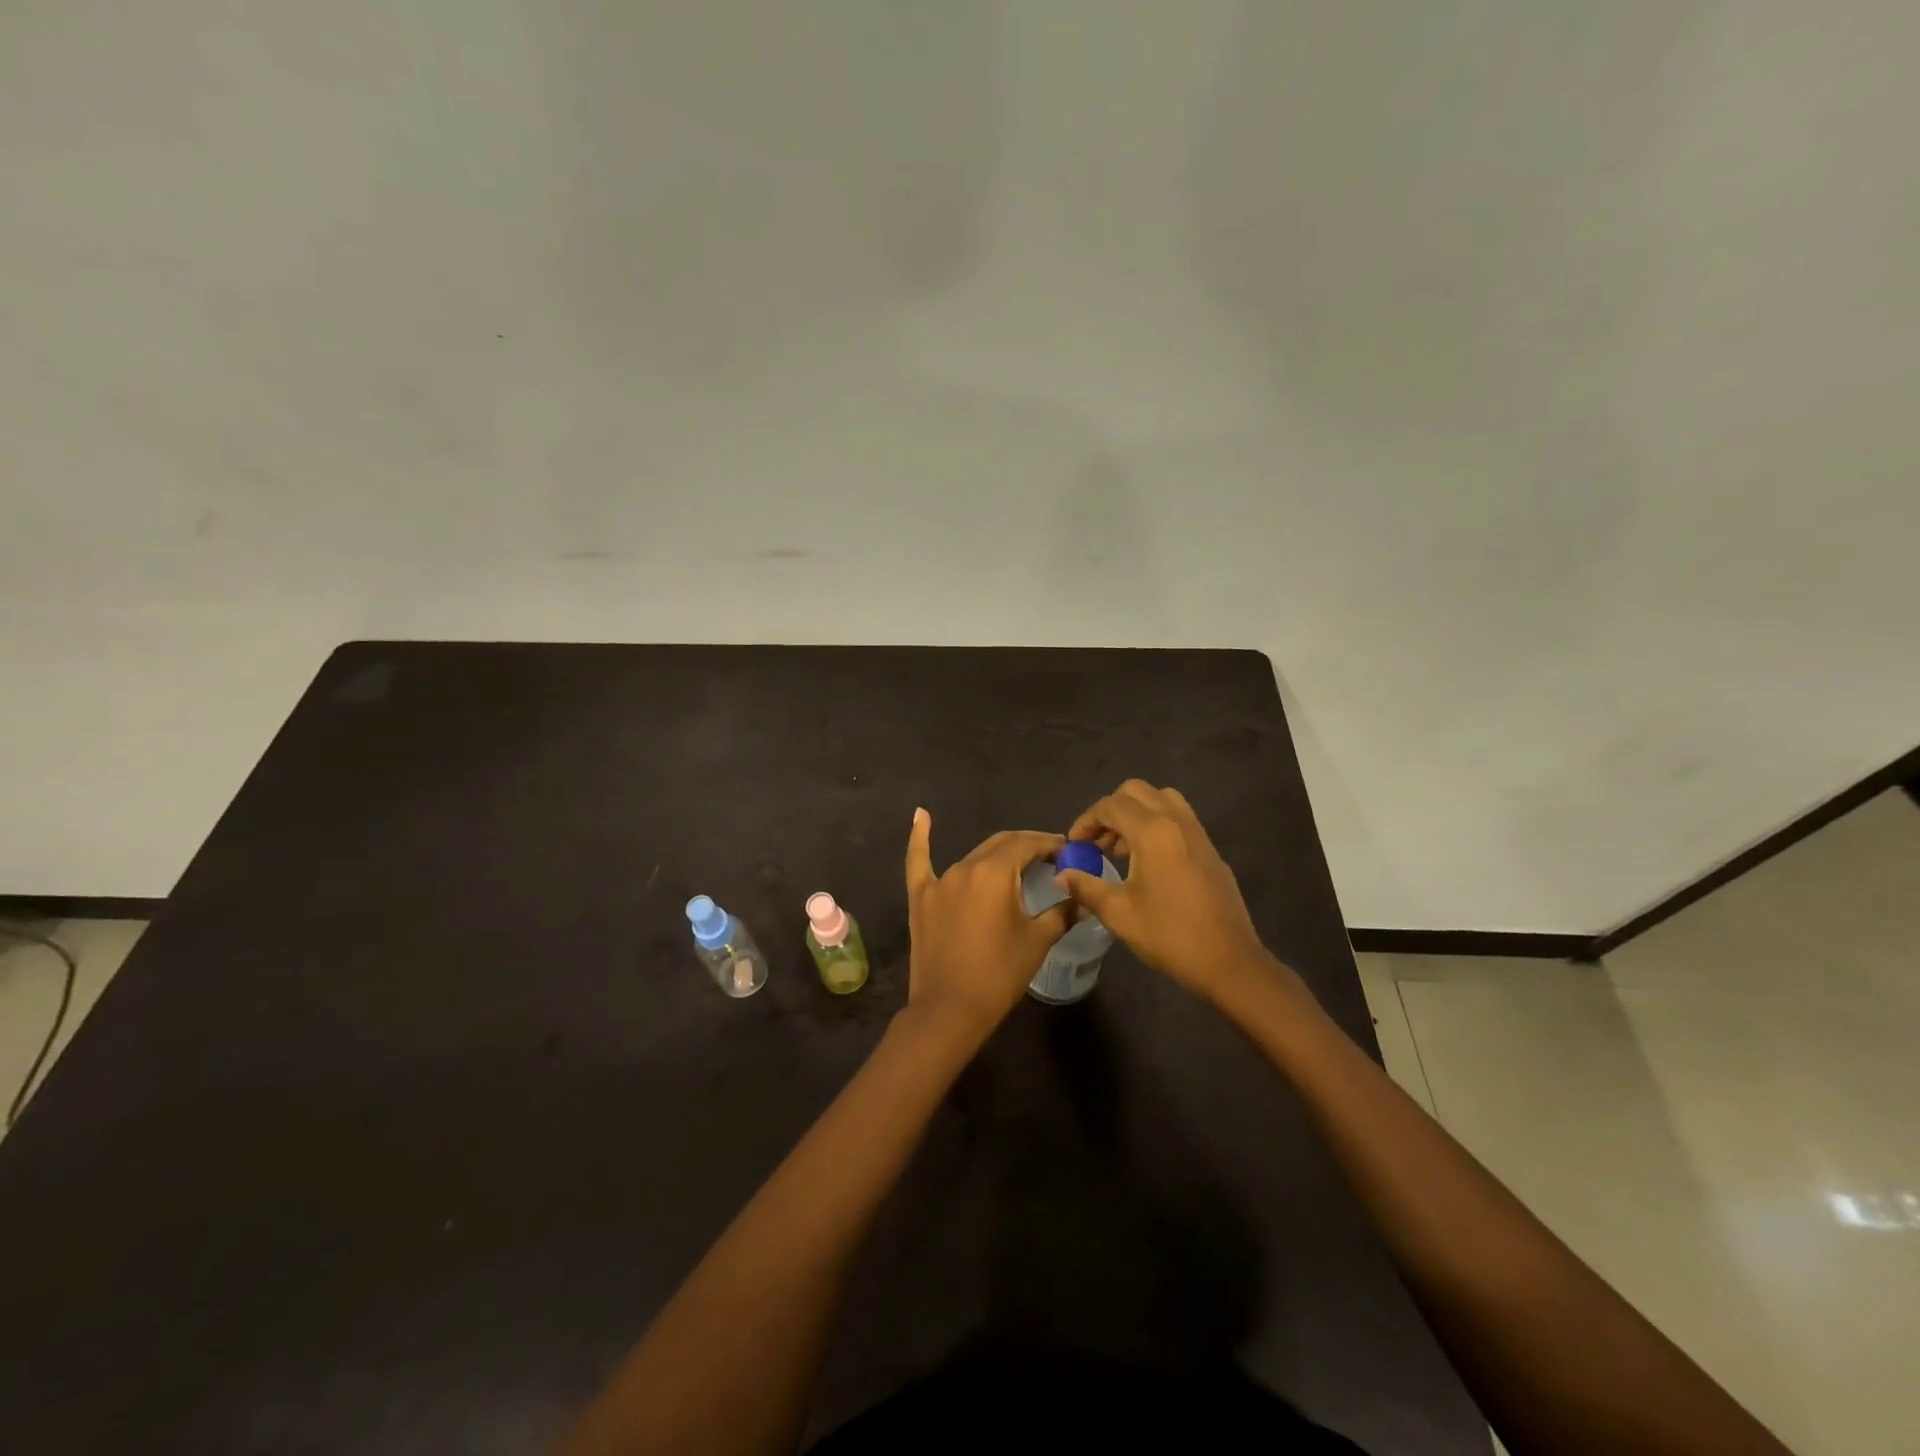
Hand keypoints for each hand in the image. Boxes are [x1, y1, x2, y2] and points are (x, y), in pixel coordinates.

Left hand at [902, 809, 1072, 1043]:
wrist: (949, 1011)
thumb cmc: (999, 975)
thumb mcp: (1037, 942)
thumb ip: (1061, 913)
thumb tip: (1080, 897)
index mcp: (995, 873)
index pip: (1027, 845)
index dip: (1049, 844)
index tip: (1067, 851)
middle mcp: (966, 867)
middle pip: (1001, 844)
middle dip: (1027, 846)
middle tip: (1050, 858)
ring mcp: (940, 881)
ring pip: (974, 856)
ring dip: (997, 855)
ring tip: (1018, 862)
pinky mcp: (921, 897)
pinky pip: (919, 861)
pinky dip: (920, 837)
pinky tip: (921, 814)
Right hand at [1058, 780, 1287, 1005]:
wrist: (1229, 962)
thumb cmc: (1169, 935)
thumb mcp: (1118, 913)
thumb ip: (1086, 887)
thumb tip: (1062, 875)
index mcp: (1153, 831)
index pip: (1110, 806)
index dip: (1086, 821)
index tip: (1074, 846)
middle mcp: (1177, 821)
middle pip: (1137, 791)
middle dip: (1110, 810)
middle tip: (1097, 841)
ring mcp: (1199, 834)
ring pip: (1162, 800)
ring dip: (1136, 814)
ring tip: (1121, 849)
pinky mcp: (1211, 851)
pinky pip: (1179, 820)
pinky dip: (1157, 826)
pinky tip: (1149, 864)